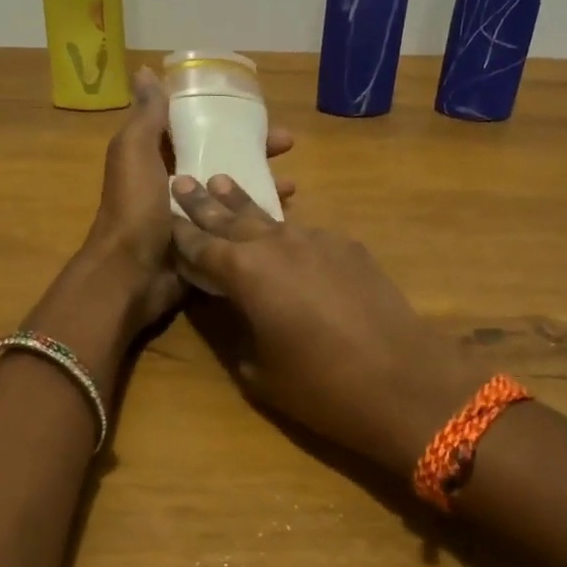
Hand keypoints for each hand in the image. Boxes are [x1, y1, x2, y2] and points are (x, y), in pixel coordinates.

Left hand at [84, 68, 294, 330]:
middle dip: (256, 149)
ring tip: (293, 184)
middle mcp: (177, 182)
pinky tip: (284, 214)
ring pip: (234, 191)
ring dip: (263, 183)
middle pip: (223, 157)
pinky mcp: (208, 241)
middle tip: (288, 144)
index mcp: (158, 157)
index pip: (197, 127)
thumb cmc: (134, 207)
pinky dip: (258, 217)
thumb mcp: (134, 152)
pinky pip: (237, 223)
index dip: (226, 117)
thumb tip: (145, 70)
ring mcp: (194, 214)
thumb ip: (146, 115)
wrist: (131, 274)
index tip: (258, 111)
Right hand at [169, 176, 478, 476]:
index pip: (201, 245)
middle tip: (182, 180)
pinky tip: (286, 237)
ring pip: (271, 218)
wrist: (404, 380)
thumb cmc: (321, 387)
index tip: (163, 215)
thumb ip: (238, 331)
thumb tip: (236, 311)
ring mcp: (318, 240)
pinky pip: (308, 234)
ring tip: (224, 184)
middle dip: (205, 201)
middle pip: (232, 217)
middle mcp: (277, 244)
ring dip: (245, 205)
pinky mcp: (350, 248)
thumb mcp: (260, 371)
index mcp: (245, 273)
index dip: (180, 232)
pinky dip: (288, 234)